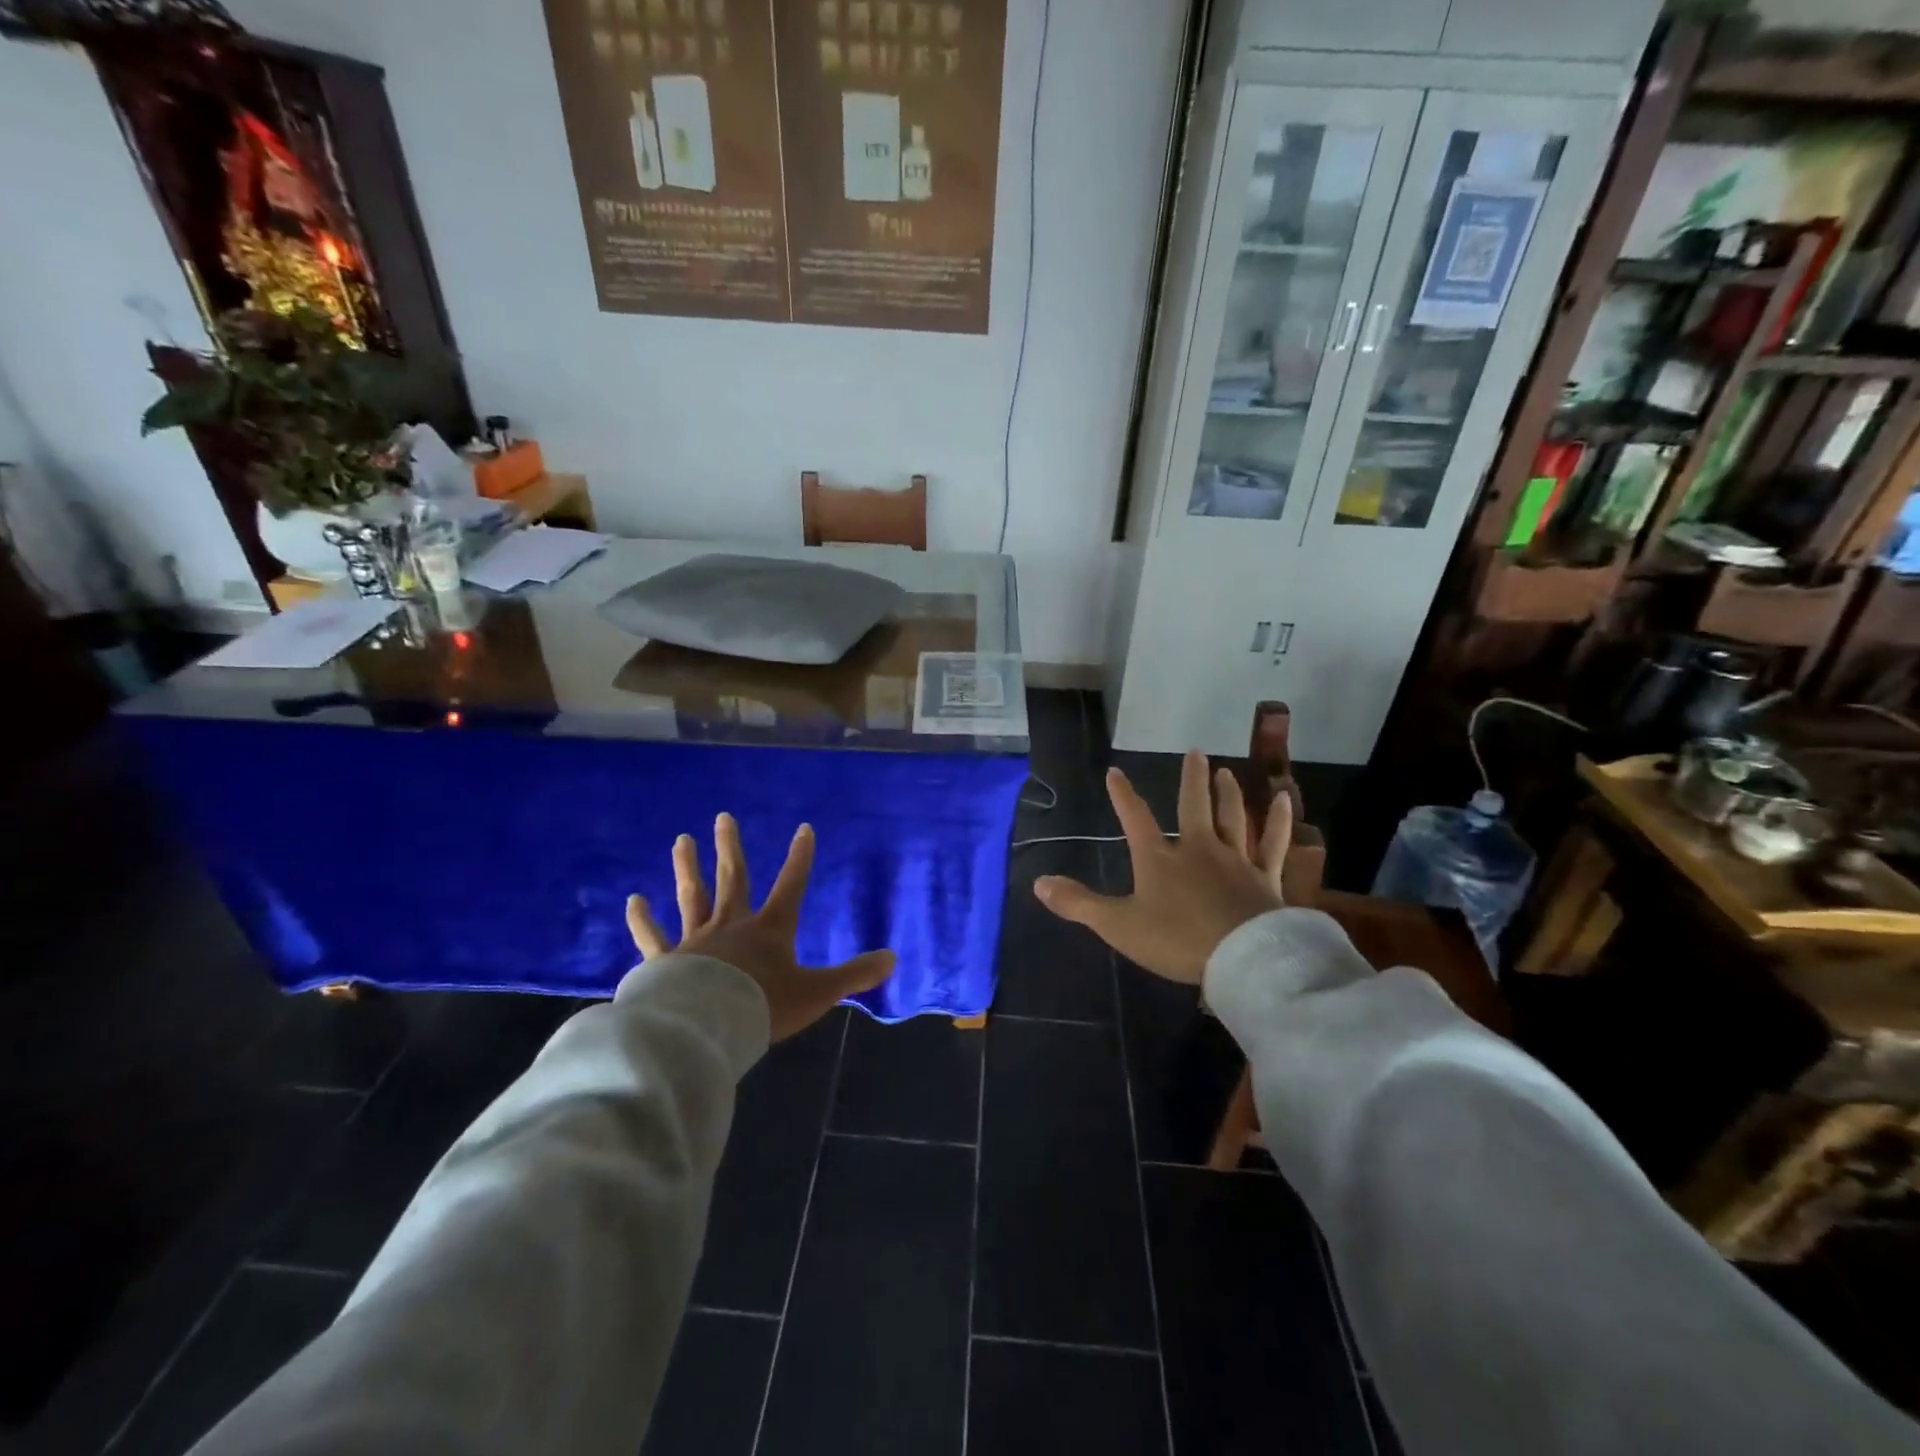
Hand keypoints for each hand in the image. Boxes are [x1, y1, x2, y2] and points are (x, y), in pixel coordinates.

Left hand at [627, 813, 895, 1040]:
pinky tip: (633, 900)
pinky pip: (652, 937)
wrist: (707, 1027)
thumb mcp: (817, 993)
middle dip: (731, 847)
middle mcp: (733, 925)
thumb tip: (893, 959)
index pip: (791, 885)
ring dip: (688, 868)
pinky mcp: (666, 961)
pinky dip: (642, 920)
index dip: (800, 857)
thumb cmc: (764, 1006)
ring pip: (693, 897)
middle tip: (723, 817)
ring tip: (681, 840)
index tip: (804, 828)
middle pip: (733, 879)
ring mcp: (696, 940)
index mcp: (770, 929)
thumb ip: (854, 975)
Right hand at [1034, 749, 1291, 984]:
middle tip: (1195, 752)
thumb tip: (1039, 883)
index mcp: (1159, 858)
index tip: (1114, 771)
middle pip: (1193, 806)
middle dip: (1191, 779)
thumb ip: (1079, 904)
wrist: (1241, 959)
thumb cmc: (1176, 940)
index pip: (1135, 819)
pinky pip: (1272, 844)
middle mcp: (1198, 849)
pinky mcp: (1265, 878)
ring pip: (1232, 818)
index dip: (1123, 795)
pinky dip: (1280, 822)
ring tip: (1226, 771)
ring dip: (1228, 793)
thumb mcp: (1118, 925)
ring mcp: (1235, 861)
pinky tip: (1286, 801)